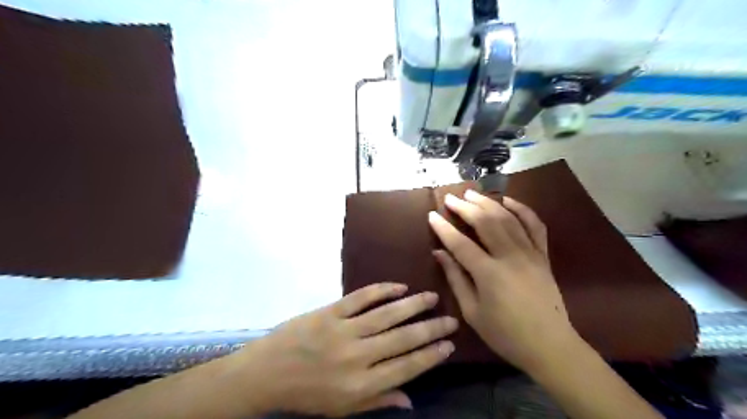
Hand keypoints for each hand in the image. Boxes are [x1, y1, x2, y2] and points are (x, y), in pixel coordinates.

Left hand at [235, 284, 454, 416]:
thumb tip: (412, 400)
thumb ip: (378, 400)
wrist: (266, 373)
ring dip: (412, 305)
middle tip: (450, 319)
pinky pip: (361, 298)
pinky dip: (382, 290)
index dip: (430, 356)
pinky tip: (399, 286)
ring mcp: (343, 331)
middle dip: (431, 328)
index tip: (449, 345)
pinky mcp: (330, 312)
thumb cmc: (306, 395)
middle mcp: (357, 357)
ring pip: (386, 315)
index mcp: (361, 386)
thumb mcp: (342, 409)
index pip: (406, 368)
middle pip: (402, 339)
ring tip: (431, 297)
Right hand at [425, 192, 576, 374]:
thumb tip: (439, 253)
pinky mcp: (543, 255)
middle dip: (465, 207)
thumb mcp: (472, 312)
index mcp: (489, 274)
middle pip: (485, 222)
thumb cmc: (505, 334)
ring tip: (473, 193)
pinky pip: (535, 225)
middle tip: (451, 198)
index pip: (460, 243)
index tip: (431, 215)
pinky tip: (508, 201)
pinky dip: (522, 209)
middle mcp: (510, 257)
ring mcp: (530, 253)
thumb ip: (455, 278)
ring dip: (488, 202)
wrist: (550, 346)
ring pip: (508, 219)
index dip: (443, 228)